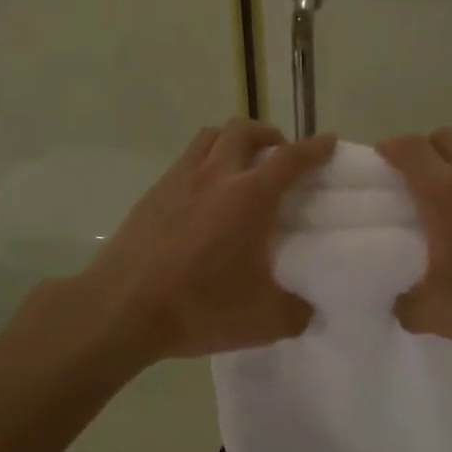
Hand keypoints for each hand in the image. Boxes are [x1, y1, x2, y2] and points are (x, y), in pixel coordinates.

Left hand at [75, 120, 337, 361]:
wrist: (122, 309)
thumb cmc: (199, 307)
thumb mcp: (264, 320)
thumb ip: (296, 312)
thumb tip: (307, 309)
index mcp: (250, 196)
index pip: (291, 159)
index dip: (315, 148)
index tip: (329, 141)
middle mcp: (216, 175)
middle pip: (244, 131)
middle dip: (269, 135)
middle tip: (280, 155)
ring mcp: (179, 180)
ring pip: (210, 136)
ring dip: (233, 139)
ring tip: (242, 164)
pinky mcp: (152, 194)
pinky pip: (185, 160)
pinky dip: (204, 162)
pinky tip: (204, 194)